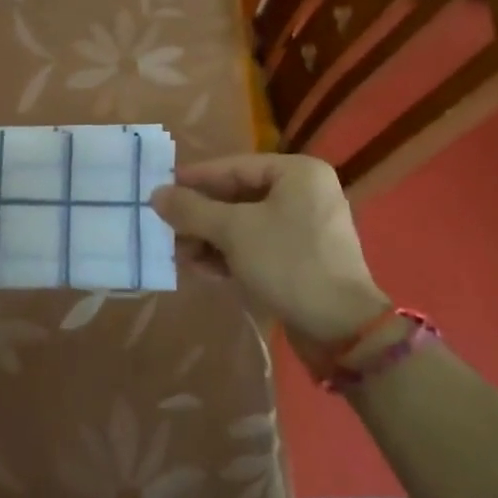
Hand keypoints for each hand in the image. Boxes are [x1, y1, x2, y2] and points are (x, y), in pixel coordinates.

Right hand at [151, 154, 388, 356]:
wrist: (342, 330)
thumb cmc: (289, 263)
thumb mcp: (234, 231)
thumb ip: (193, 210)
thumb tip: (156, 195)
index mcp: (297, 173)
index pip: (234, 167)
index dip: (195, 178)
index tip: (160, 187)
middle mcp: (304, 193)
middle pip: (238, 197)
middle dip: (201, 216)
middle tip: (165, 226)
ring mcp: (304, 229)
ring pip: (245, 225)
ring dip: (210, 238)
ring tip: (177, 253)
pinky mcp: (301, 260)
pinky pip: (257, 247)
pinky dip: (229, 255)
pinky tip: (201, 269)